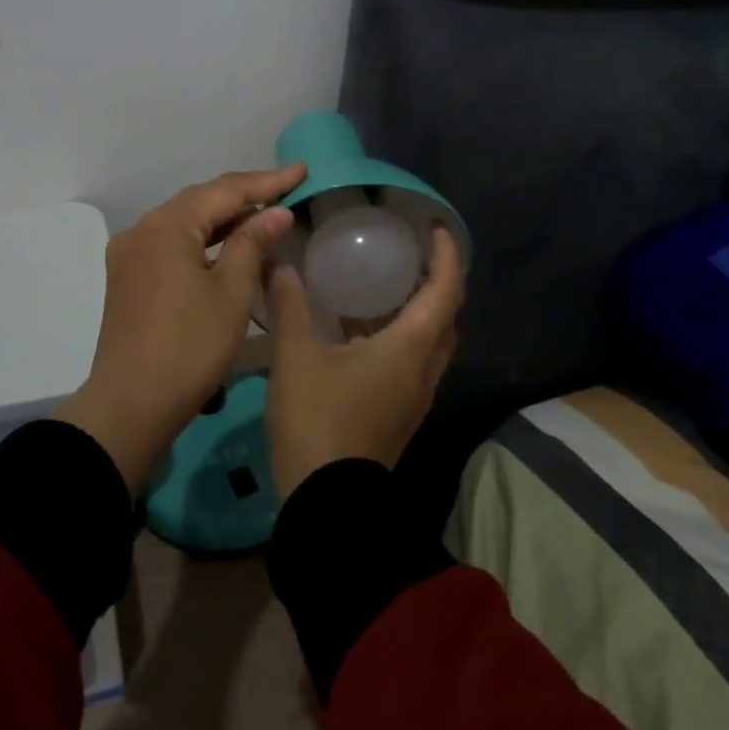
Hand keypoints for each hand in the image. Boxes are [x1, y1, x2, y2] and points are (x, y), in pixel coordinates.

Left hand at [55, 164, 305, 493]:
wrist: (131, 404)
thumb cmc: (190, 346)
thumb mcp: (230, 292)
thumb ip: (252, 243)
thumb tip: (276, 212)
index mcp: (166, 226)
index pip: (224, 190)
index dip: (267, 181)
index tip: (302, 170)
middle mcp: (142, 229)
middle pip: (200, 200)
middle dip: (245, 194)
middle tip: (287, 188)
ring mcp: (130, 253)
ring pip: (185, 222)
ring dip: (224, 217)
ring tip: (265, 211)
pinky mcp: (129, 277)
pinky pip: (172, 243)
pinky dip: (203, 239)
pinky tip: (228, 243)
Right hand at [266, 226, 462, 500]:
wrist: (327, 502)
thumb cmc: (318, 419)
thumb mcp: (296, 356)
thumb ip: (290, 306)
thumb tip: (281, 264)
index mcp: (410, 347)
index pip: (445, 290)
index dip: (447, 255)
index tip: (435, 227)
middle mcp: (423, 368)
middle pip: (446, 314)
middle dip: (436, 279)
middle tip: (407, 251)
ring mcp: (414, 395)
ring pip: (429, 340)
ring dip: (416, 308)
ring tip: (381, 281)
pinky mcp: (399, 411)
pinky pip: (412, 359)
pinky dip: (398, 333)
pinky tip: (357, 328)